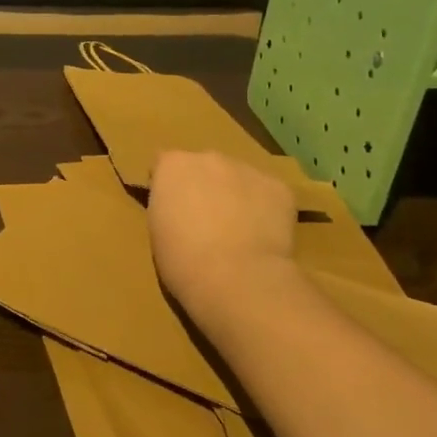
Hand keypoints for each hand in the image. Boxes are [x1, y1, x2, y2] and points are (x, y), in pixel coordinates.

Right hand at [147, 150, 302, 319]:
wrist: (237, 279)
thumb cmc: (183, 261)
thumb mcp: (157, 229)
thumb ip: (168, 206)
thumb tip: (181, 207)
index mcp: (173, 165)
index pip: (165, 164)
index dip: (169, 186)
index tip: (173, 209)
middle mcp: (209, 157)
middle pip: (205, 167)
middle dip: (205, 186)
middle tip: (207, 221)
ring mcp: (247, 169)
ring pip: (239, 179)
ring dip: (236, 196)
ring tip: (240, 232)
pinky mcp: (279, 188)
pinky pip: (268, 194)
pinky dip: (266, 210)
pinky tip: (263, 237)